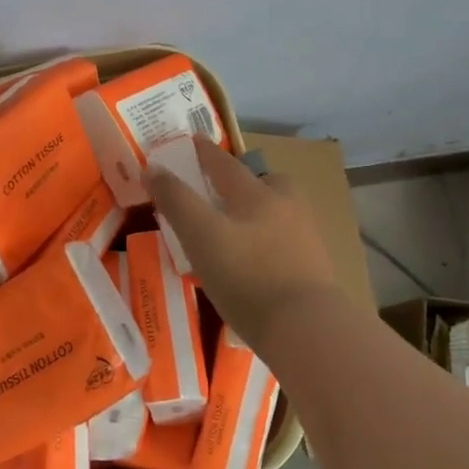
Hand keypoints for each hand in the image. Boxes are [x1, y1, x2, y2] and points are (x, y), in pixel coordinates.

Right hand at [146, 137, 346, 354]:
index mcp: (257, 194)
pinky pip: (286, 244)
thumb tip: (152, 168)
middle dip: (244, 182)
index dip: (206, 152)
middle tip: (223, 190)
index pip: (225, 164)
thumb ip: (176, 201)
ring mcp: (306, 239)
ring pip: (279, 213)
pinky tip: (256, 264)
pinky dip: (269, 244)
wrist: (306, 329)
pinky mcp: (315, 270)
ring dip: (259, 213)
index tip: (193, 139)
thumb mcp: (201, 235)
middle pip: (265, 183)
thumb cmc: (247, 276)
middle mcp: (287, 207)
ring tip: (237, 231)